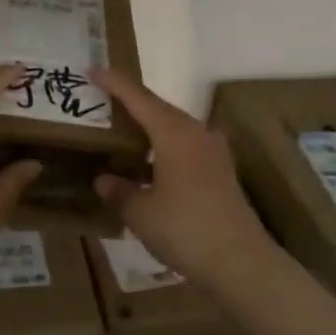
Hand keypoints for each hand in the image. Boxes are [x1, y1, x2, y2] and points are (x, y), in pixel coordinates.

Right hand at [92, 68, 275, 292]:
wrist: (242, 263)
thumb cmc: (186, 230)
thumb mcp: (141, 213)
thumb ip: (120, 191)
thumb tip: (103, 180)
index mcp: (173, 132)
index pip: (138, 97)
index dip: (114, 82)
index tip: (92, 70)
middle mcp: (195, 132)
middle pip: (157, 107)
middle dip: (130, 102)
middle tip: (102, 100)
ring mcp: (212, 151)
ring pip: (173, 126)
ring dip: (148, 126)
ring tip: (122, 131)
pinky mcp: (220, 171)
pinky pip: (184, 145)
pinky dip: (163, 146)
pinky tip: (149, 164)